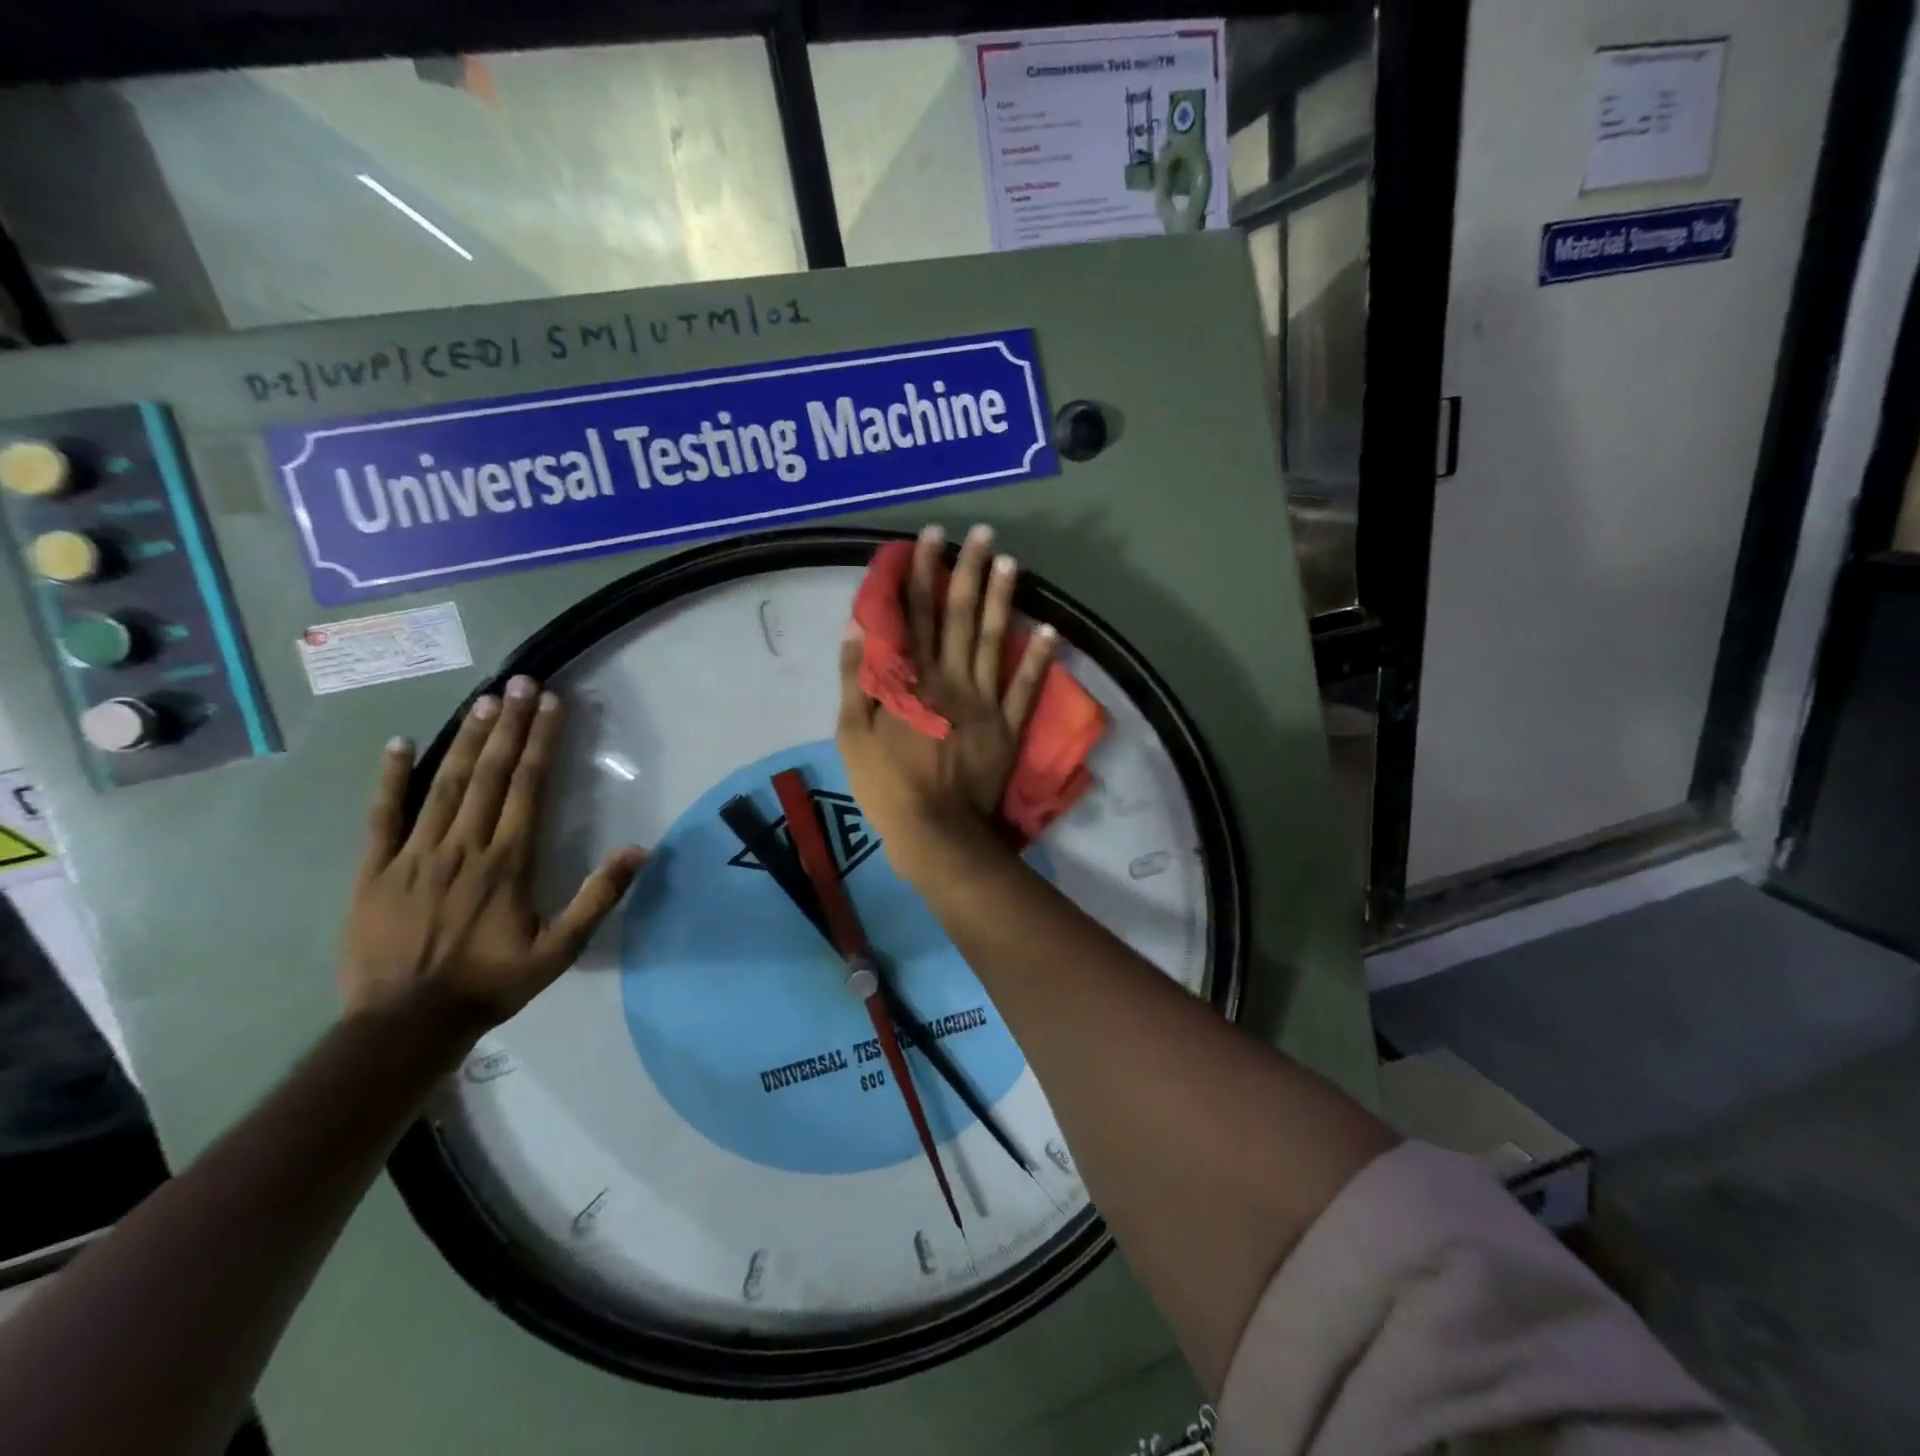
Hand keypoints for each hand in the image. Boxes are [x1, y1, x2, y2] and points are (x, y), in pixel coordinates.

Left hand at [341, 676, 646, 1033]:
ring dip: (466, 739)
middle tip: (520, 682)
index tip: (551, 704)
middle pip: (490, 773)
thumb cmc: (492, 983)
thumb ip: (599, 898)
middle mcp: (464, 845)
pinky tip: (400, 744)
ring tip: (483, 700)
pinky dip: (390, 778)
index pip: (528, 786)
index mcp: (508, 861)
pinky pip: (381, 816)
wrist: (405, 1024)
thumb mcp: (561, 950)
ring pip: (445, 784)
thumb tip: (639, 850)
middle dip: (508, 724)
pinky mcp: (375, 869)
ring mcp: (415, 854)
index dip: (541, 741)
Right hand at [837, 524, 1053, 879]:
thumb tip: (858, 631)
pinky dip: (1039, 659)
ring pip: (995, 641)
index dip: (921, 572)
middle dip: (969, 572)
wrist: (935, 831)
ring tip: (1011, 561)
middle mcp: (952, 680)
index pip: (914, 614)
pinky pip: (1026, 687)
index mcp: (913, 680)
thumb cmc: (886, 785)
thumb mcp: (852, 736)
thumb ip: (857, 681)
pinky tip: (1050, 629)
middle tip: (981, 533)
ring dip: (1003, 599)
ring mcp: (985, 702)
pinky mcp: (1008, 727)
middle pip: (960, 617)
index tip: (930, 536)